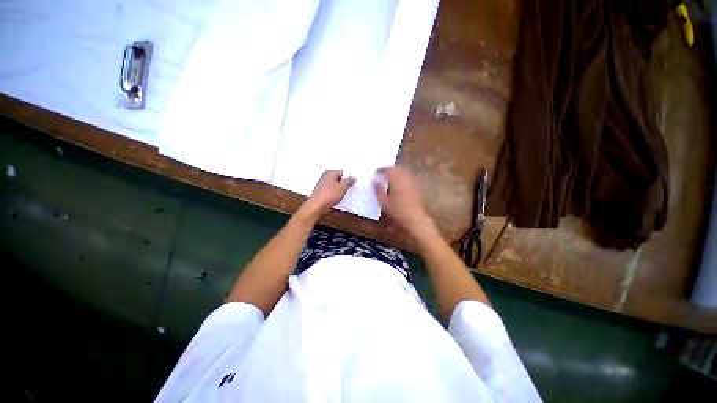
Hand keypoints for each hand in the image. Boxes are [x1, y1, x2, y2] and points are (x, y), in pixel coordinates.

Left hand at [303, 170, 355, 217]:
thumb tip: (354, 177)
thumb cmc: (329, 195)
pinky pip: (332, 192)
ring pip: (336, 186)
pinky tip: (341, 199)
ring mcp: (323, 185)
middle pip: (339, 179)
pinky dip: (337, 195)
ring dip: (342, 190)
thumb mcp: (342, 187)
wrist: (317, 206)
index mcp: (330, 173)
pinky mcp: (322, 193)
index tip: (356, 183)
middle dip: (346, 184)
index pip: (343, 172)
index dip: (350, 177)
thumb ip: (349, 181)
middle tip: (354, 189)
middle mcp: (326, 177)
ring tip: (349, 195)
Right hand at [374, 166, 430, 232]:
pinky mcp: (417, 186)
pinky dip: (403, 178)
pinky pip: (408, 177)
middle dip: (389, 170)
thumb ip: (378, 189)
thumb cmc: (397, 210)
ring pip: (403, 172)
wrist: (414, 217)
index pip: (387, 169)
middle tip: (383, 174)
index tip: (376, 172)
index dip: (381, 170)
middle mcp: (405, 176)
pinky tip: (400, 184)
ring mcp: (413, 180)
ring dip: (397, 173)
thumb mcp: (383, 201)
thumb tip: (374, 181)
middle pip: (397, 168)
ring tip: (390, 178)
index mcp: (396, 178)